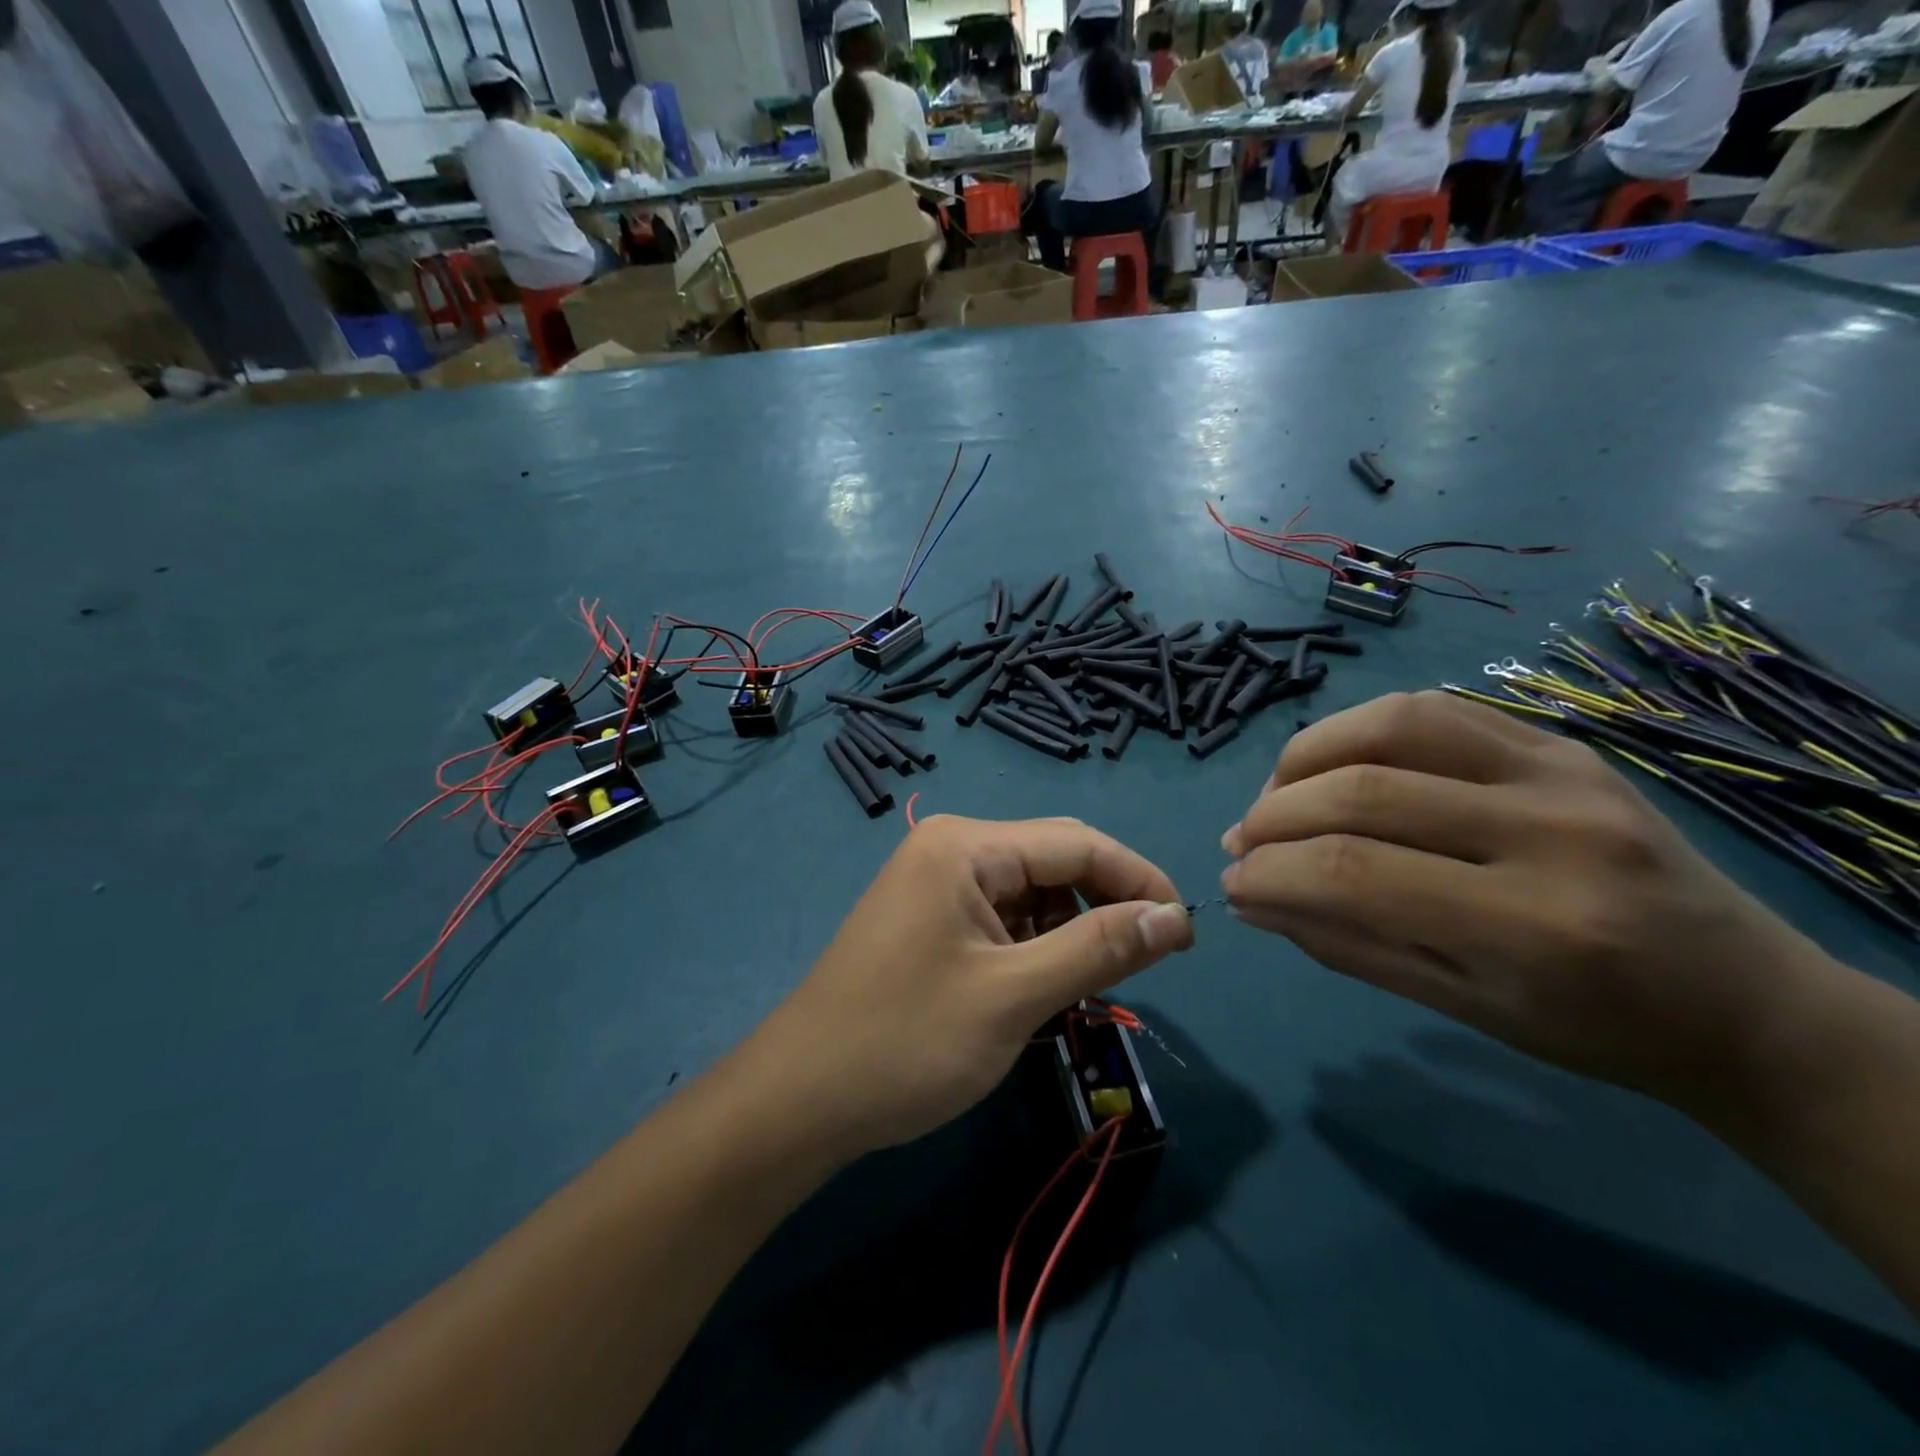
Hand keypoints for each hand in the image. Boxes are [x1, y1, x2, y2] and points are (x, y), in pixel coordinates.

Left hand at [745, 816, 1192, 1160]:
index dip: (1140, 881)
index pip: (1078, 842)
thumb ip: (1099, 949)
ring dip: (1069, 935)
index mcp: (966, 846)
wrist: (800, 1099)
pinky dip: (1033, 950)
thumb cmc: (906, 1043)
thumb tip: (1176, 916)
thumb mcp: (1014, 996)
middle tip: (1141, 969)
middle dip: (1103, 909)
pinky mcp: (929, 919)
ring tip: (1081, 992)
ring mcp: (935, 883)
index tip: (1187, 935)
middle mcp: (950, 848)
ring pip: (1032, 894)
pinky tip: (1037, 993)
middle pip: (1054, 862)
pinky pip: (1002, 919)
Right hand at [1220, 691, 1847, 1115]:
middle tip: (1241, 846)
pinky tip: (1333, 766)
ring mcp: (1562, 770)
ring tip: (1277, 797)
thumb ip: (1345, 944)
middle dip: (1274, 818)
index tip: (1232, 886)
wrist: (1742, 996)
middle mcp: (1552, 830)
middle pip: (1363, 791)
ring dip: (1306, 757)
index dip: (1272, 874)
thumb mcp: (1461, 1006)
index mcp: (1536, 926)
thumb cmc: (1596, 1027)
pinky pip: (1432, 708)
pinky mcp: (1559, 741)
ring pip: (1391, 723)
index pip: (1356, 874)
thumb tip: (1250, 897)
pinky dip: (1357, 730)